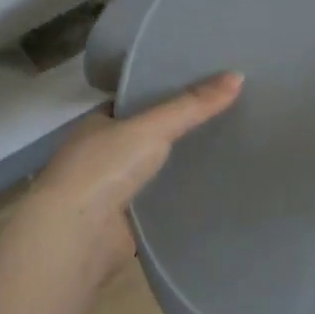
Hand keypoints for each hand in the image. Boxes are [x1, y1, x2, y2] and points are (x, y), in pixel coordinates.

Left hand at [22, 72, 243, 277]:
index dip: (166, 92)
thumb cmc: (104, 169)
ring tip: (229, 147)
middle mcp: (101, 155)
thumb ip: (193, 105)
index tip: (205, 85)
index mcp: (98, 125)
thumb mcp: (152, 127)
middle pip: (147, 136)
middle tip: (226, 114)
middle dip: (179, 129)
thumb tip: (239, 75)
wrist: (76, 238)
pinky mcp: (127, 222)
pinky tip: (213, 187)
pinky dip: (181, 196)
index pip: (135, 101)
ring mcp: (112, 190)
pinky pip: (160, 202)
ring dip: (180, 164)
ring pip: (155, 170)